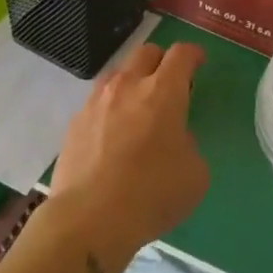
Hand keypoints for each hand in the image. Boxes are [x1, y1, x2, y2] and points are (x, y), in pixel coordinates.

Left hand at [50, 41, 208, 262]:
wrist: (88, 220)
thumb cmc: (152, 194)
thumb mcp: (195, 173)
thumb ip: (189, 144)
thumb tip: (174, 139)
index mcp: (163, 91)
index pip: (181, 54)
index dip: (193, 54)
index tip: (199, 62)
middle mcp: (128, 86)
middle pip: (146, 52)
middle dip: (162, 61)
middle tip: (170, 83)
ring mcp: (96, 103)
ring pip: (117, 73)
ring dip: (132, 81)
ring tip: (138, 106)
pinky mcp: (74, 125)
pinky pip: (96, 103)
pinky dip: (109, 109)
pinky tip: (112, 135)